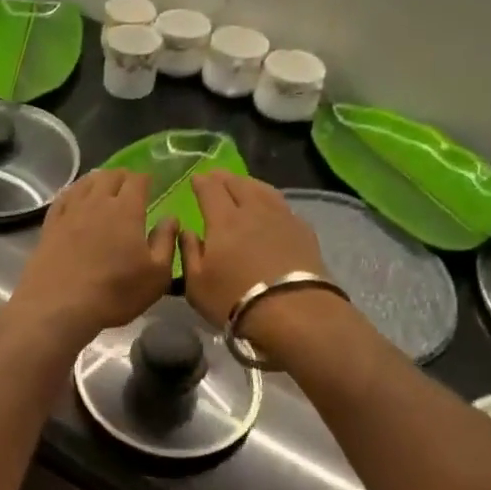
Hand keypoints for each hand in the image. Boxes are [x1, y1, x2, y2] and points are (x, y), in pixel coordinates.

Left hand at [8, 171, 177, 346]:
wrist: (59, 305)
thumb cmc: (115, 292)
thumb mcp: (156, 275)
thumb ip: (166, 242)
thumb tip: (171, 218)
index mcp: (126, 210)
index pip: (137, 180)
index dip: (145, 178)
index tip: (150, 183)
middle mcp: (96, 202)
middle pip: (110, 176)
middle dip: (123, 176)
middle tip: (129, 186)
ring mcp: (70, 211)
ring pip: (85, 183)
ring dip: (98, 180)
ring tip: (104, 187)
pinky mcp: (50, 224)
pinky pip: (63, 198)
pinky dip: (74, 192)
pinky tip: (75, 197)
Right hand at [179, 173, 328, 330]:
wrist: (295, 313)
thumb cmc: (235, 300)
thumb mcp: (197, 284)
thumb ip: (188, 253)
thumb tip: (186, 231)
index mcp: (223, 220)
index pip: (210, 189)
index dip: (201, 182)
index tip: (195, 179)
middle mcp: (253, 211)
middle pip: (238, 184)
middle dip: (224, 178)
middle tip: (215, 177)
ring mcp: (282, 218)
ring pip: (264, 190)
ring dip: (249, 183)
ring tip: (243, 184)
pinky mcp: (304, 232)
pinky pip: (283, 205)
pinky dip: (271, 200)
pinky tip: (271, 208)